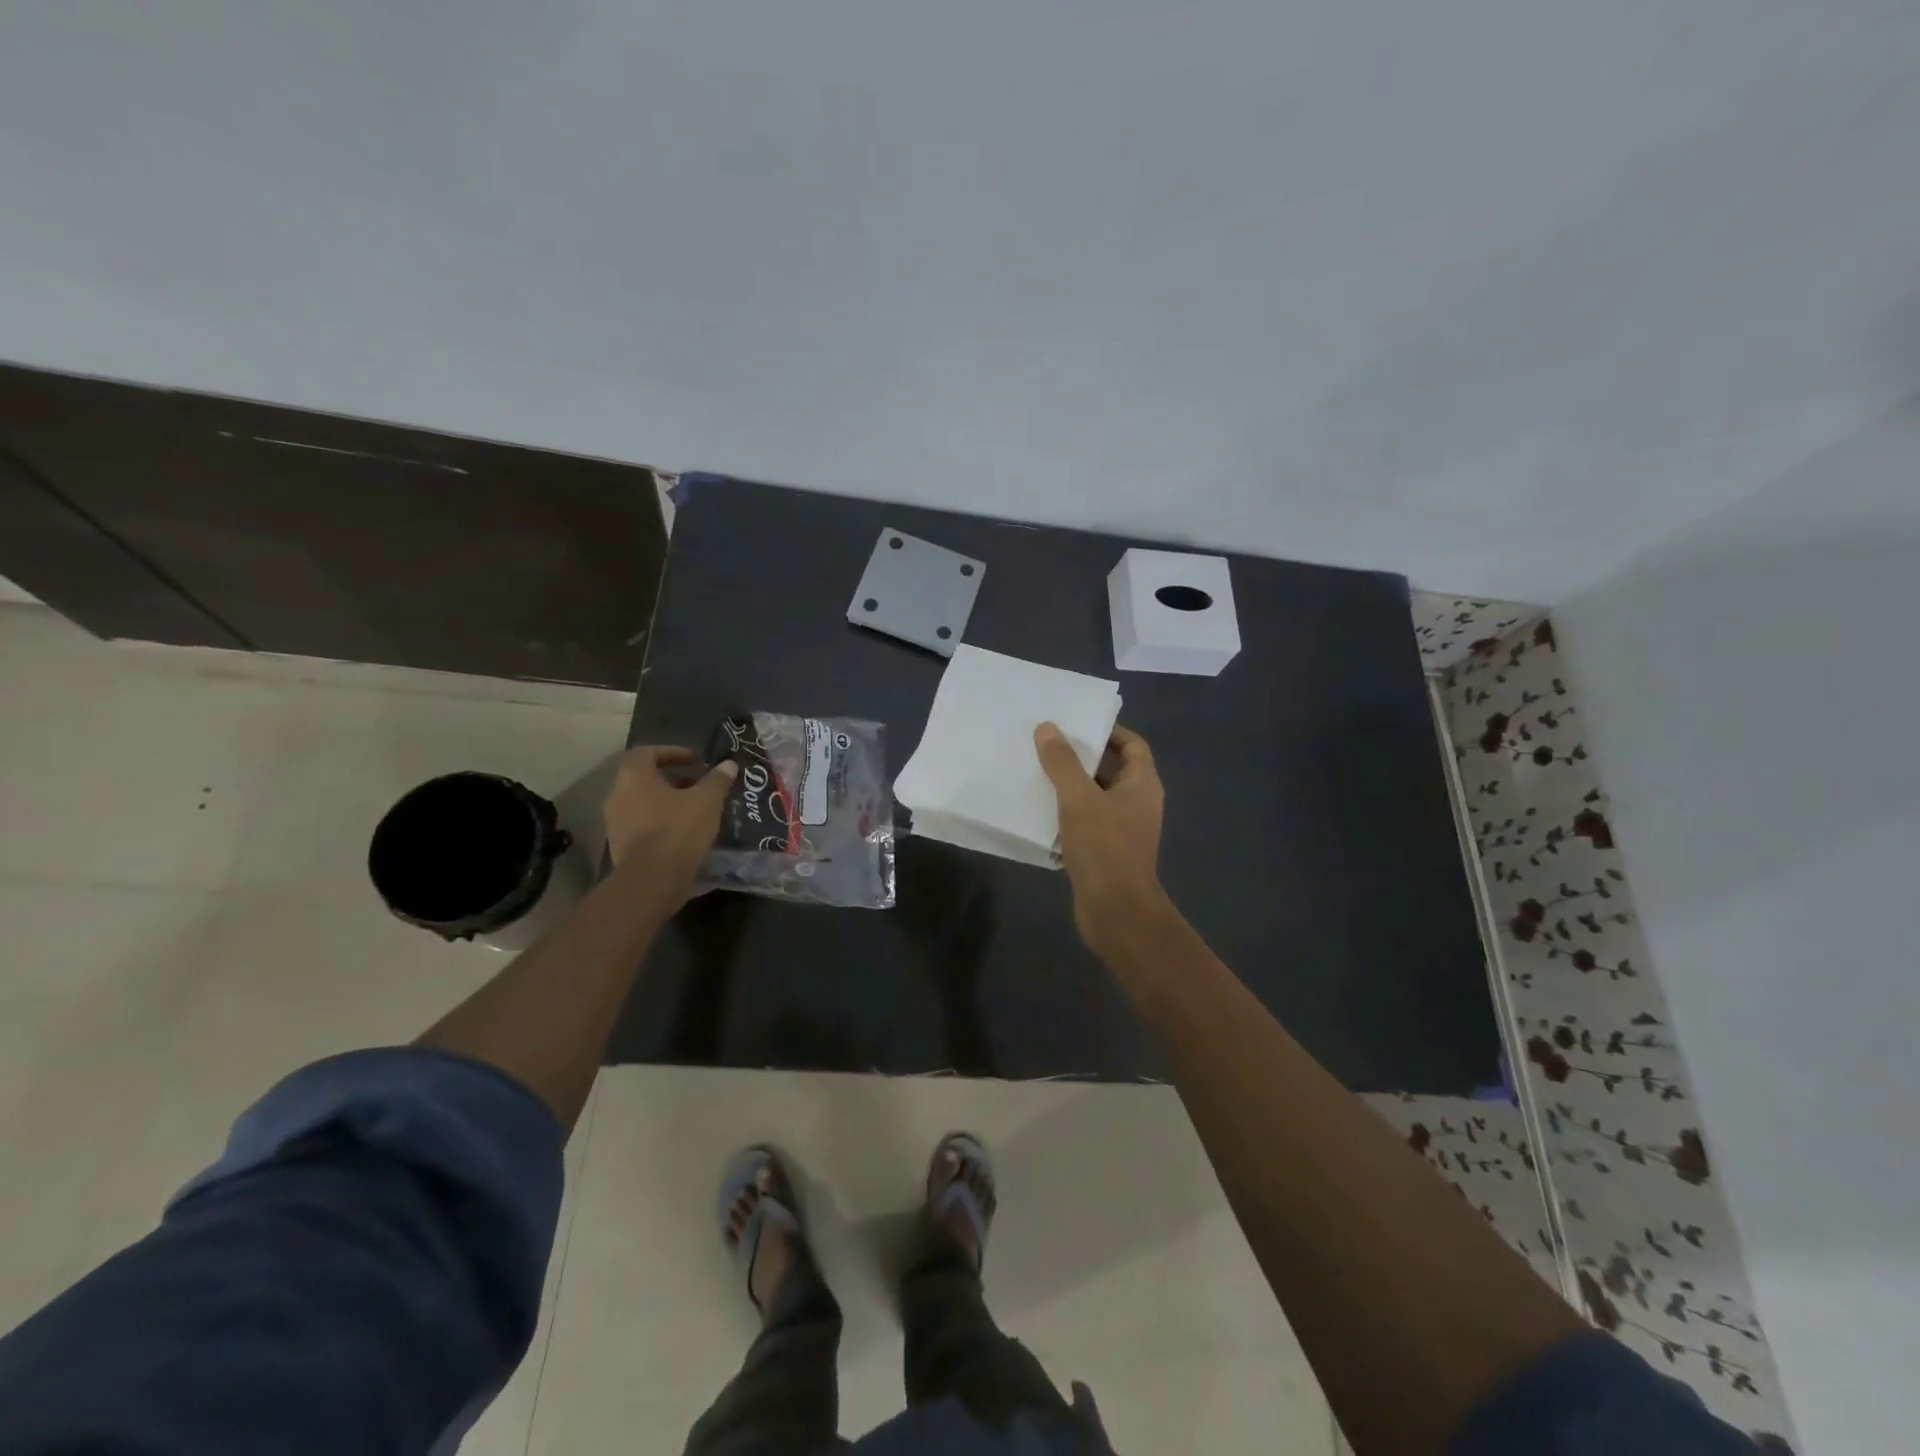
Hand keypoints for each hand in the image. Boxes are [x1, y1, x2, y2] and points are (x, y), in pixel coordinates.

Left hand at [603, 745, 737, 898]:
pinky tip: (687, 834)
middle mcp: (618, 796)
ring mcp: (616, 824)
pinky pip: (644, 826)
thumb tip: (728, 764)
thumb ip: (717, 780)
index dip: (673, 752)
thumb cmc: (677, 830)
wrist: (651, 881)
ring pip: (645, 804)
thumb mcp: (707, 801)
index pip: (647, 752)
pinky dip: (664, 824)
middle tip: (701, 785)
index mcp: (634, 777)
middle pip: (646, 779)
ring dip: (669, 803)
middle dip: (674, 780)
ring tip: (698, 810)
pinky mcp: (621, 848)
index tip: (696, 760)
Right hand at [1034, 721, 1170, 957]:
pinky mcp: (1106, 852)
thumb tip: (1047, 727)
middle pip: (1111, 769)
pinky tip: (1038, 812)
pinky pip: (1085, 823)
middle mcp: (1137, 803)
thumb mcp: (1079, 798)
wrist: (1115, 911)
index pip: (1132, 744)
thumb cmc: (1104, 847)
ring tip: (1036, 773)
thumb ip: (1062, 762)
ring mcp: (1123, 830)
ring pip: (1095, 798)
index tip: (1076, 723)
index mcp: (1142, 784)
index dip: (1108, 730)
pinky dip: (1066, 815)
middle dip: (1081, 757)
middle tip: (1047, 744)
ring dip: (1069, 787)